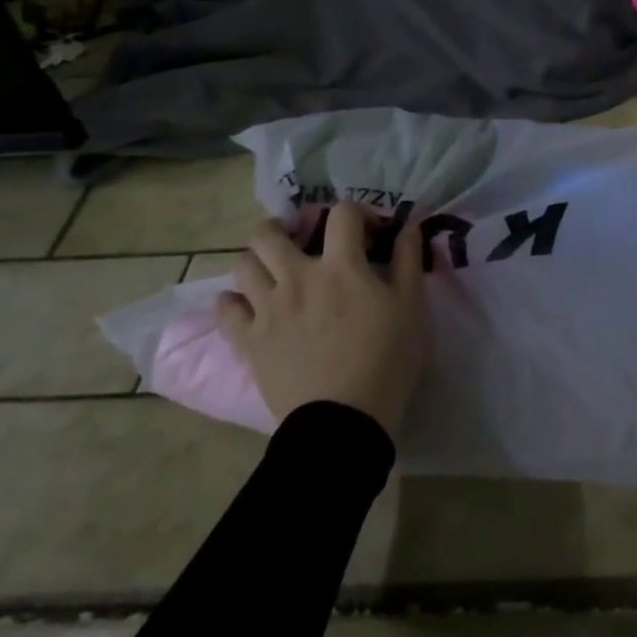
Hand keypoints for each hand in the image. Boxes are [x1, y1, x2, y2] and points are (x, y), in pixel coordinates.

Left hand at [215, 203, 425, 438]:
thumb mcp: (412, 308)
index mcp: (340, 265)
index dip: (356, 214)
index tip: (367, 233)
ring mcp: (267, 308)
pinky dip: (233, 302)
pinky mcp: (249, 341)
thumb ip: (408, 260)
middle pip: (268, 233)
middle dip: (283, 228)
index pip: (341, 213)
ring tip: (274, 273)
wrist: (342, 423)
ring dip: (257, 261)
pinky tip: (249, 306)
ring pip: (243, 264)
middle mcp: (297, 276)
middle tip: (299, 243)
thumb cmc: (385, 361)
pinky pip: (225, 309)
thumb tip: (408, 225)